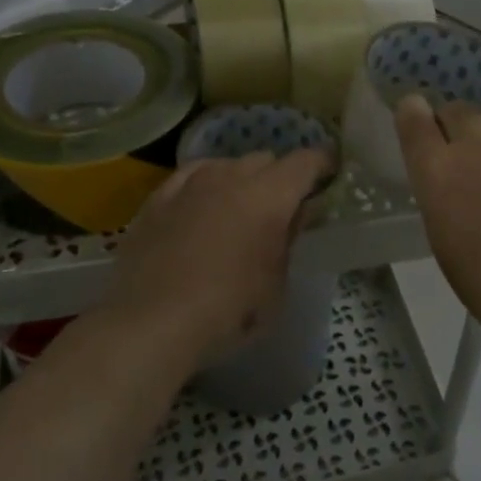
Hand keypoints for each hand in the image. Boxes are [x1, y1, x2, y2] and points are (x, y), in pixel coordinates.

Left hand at [108, 149, 330, 369]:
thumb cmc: (228, 312)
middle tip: (282, 205)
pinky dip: (206, 182)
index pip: (304, 162)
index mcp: (269, 196)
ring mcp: (190, 182)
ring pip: (227, 163)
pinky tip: (202, 202)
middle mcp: (231, 176)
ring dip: (241, 178)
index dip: (321, 164)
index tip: (329, 173)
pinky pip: (191, 175)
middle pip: (265, 159)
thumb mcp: (275, 286)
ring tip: (239, 206)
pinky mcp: (158, 196)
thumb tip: (297, 214)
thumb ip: (289, 241)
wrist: (151, 321)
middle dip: (279, 176)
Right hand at [395, 95, 480, 346]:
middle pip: (458, 109)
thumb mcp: (444, 241)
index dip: (412, 113)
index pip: (414, 118)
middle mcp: (477, 147)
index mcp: (439, 172)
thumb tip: (452, 184)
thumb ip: (442, 198)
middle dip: (452, 122)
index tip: (416, 118)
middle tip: (458, 147)